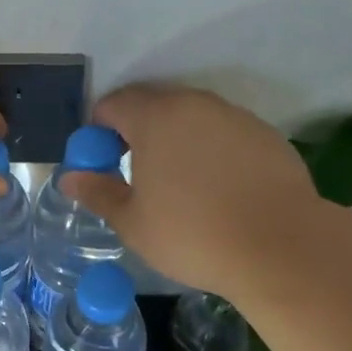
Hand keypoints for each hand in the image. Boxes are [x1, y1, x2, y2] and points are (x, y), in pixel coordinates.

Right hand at [60, 83, 324, 302]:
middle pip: (151, 104)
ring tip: (178, 182)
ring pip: (189, 116)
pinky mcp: (265, 134)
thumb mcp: (133, 222)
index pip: (112, 105)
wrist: (281, 246)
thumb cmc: (192, 234)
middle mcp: (193, 104)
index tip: (101, 163)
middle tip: (134, 172)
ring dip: (174, 138)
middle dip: (135, 131)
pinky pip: (222, 132)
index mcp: (154, 117)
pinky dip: (209, 149)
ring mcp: (233, 116)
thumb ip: (98, 193)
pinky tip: (217, 188)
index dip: (98, 131)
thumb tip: (70, 179)